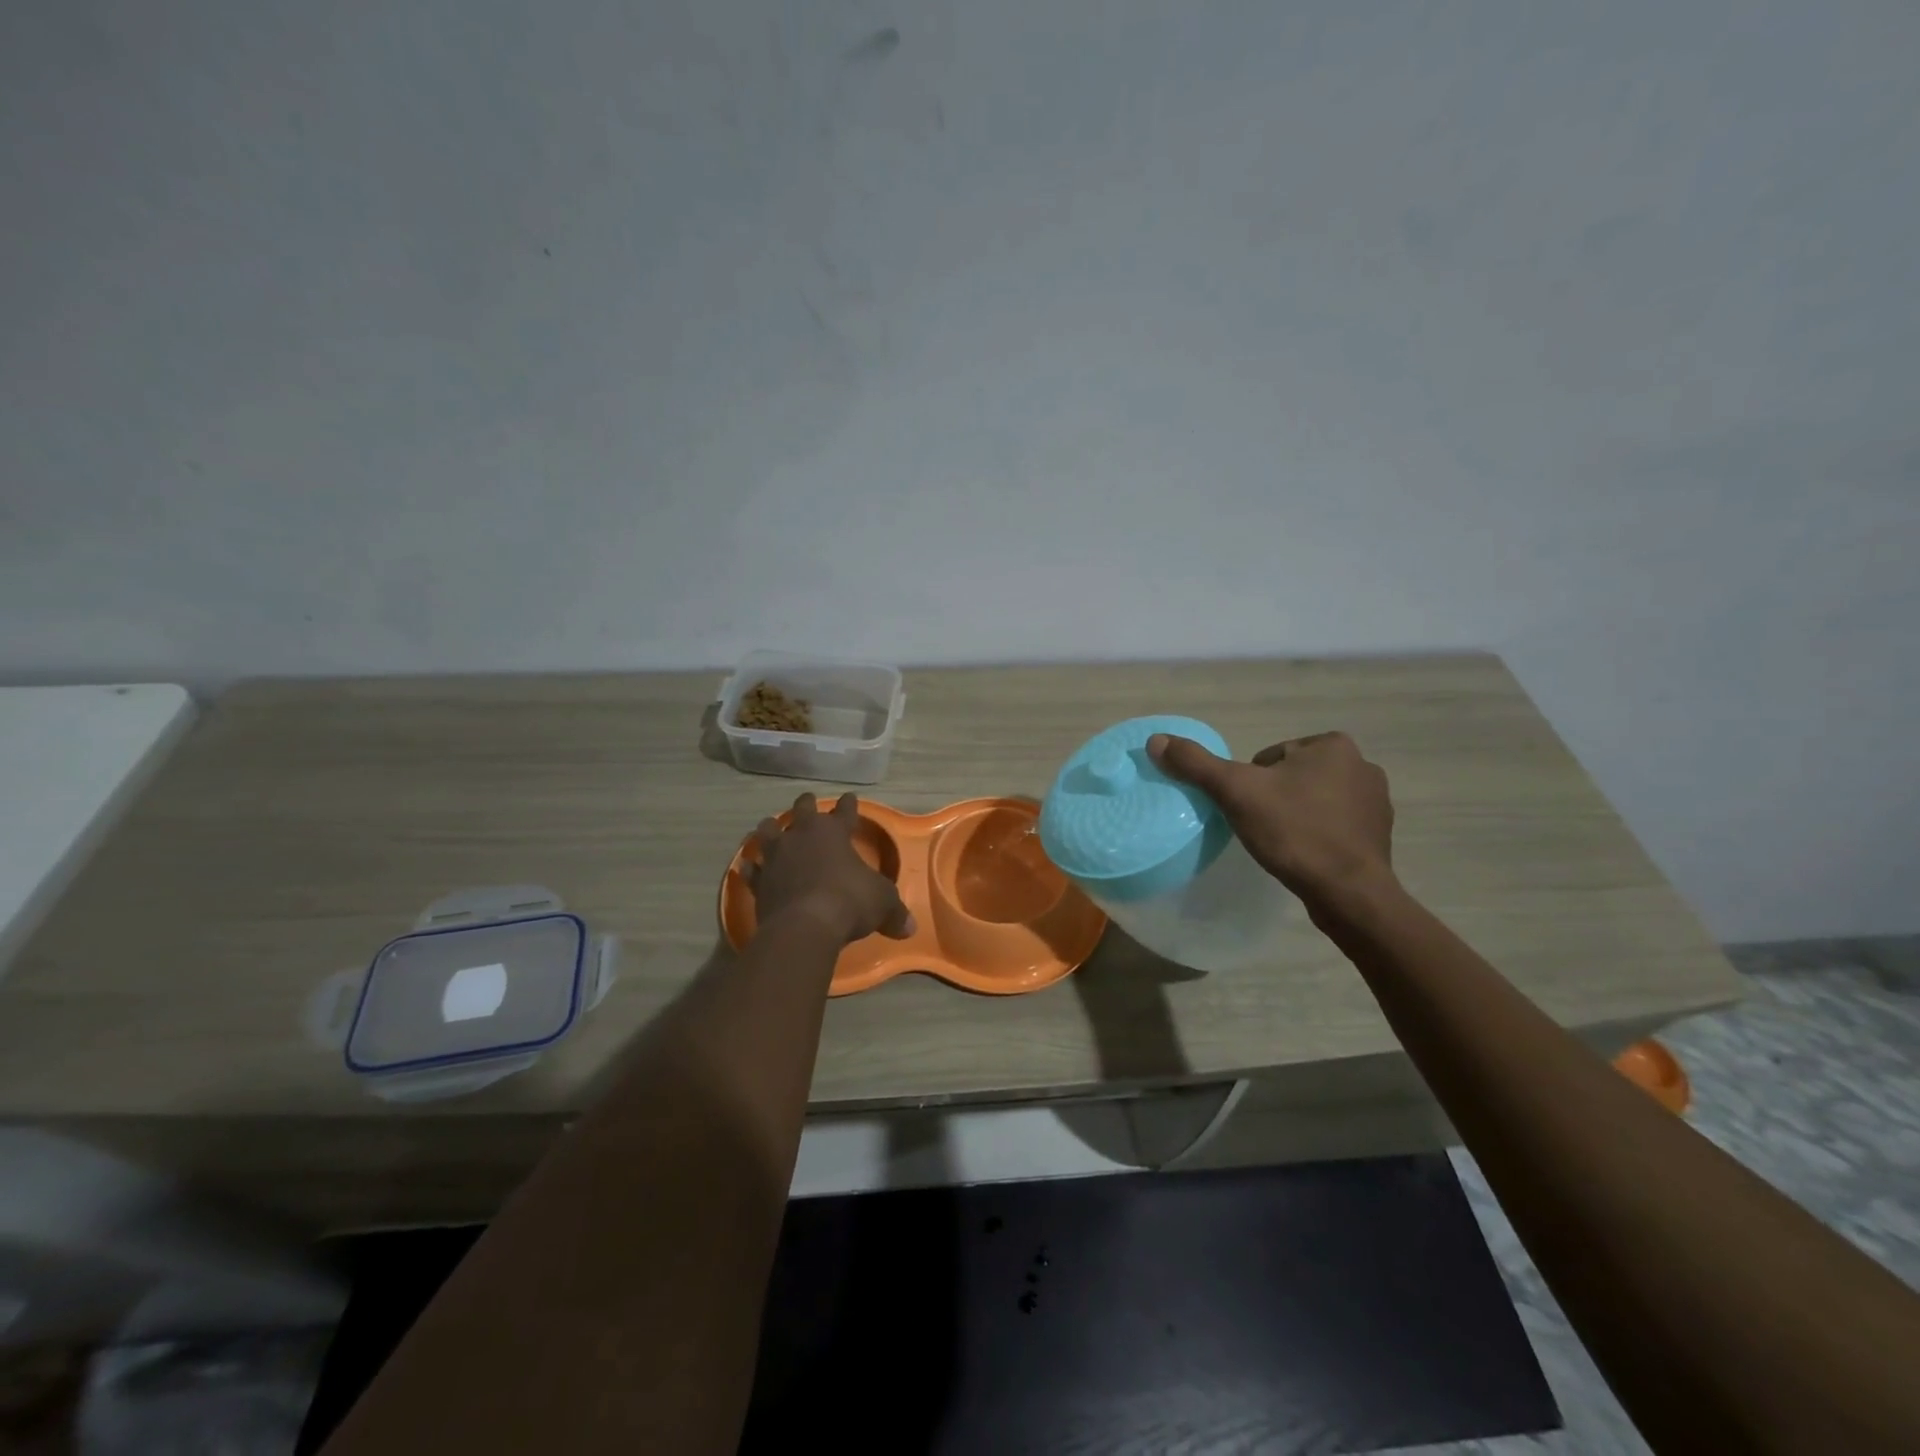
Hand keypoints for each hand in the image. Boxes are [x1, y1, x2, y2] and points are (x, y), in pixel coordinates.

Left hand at [744, 792, 915, 943]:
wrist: (805, 925)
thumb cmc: (849, 901)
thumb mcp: (882, 903)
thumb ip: (894, 912)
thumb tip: (910, 928)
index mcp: (833, 832)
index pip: (844, 811)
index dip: (849, 805)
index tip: (850, 797)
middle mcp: (802, 836)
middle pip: (802, 810)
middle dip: (806, 805)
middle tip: (807, 802)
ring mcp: (776, 856)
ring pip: (768, 831)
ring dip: (771, 829)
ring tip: (770, 828)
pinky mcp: (759, 881)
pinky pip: (752, 869)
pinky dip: (751, 866)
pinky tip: (747, 866)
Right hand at [1147, 731, 1396, 907]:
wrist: (1348, 893)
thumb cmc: (1294, 832)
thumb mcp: (1235, 792)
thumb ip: (1196, 764)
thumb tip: (1156, 740)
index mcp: (1332, 745)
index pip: (1269, 757)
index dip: (1250, 784)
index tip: (1249, 810)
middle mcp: (1362, 764)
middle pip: (1290, 777)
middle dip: (1274, 798)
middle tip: (1262, 828)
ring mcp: (1376, 801)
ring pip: (1313, 800)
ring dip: (1296, 815)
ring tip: (1283, 844)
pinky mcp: (1379, 835)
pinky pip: (1334, 825)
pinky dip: (1317, 836)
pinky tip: (1306, 857)